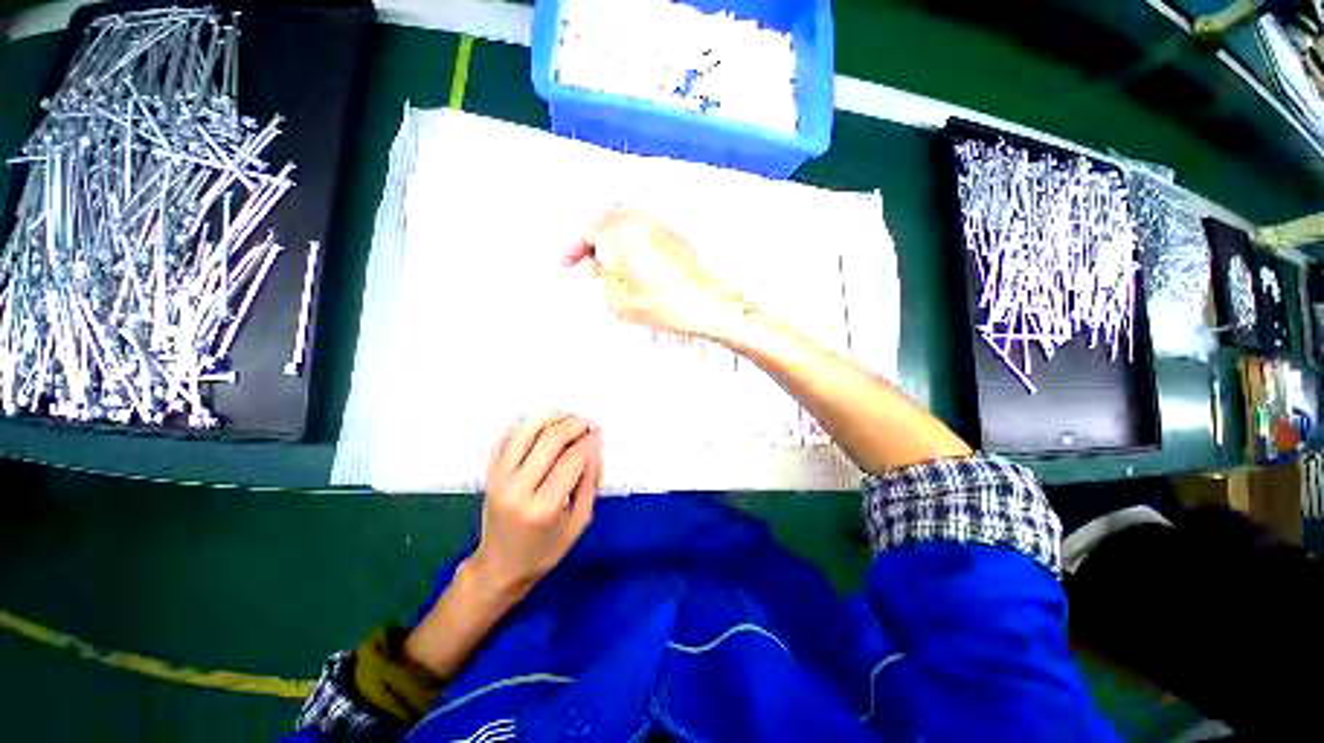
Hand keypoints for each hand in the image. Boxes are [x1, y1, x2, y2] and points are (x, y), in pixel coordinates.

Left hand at [469, 413, 602, 598]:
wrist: (500, 566)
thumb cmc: (545, 550)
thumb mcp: (580, 522)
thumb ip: (590, 482)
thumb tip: (595, 447)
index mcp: (544, 507)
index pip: (572, 459)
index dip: (589, 440)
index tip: (600, 431)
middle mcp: (518, 489)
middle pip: (550, 440)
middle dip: (574, 424)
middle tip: (588, 421)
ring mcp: (499, 479)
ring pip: (525, 431)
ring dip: (550, 418)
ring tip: (568, 417)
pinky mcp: (489, 474)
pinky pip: (505, 438)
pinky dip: (525, 424)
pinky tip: (543, 423)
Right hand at [565, 207, 746, 338]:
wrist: (708, 306)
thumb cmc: (668, 304)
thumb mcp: (621, 301)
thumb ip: (601, 282)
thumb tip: (598, 271)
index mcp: (623, 231)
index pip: (586, 230)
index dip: (572, 249)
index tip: (566, 265)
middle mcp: (641, 221)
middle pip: (605, 220)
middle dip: (591, 242)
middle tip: (586, 265)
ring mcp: (660, 227)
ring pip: (624, 224)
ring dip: (610, 242)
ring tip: (608, 270)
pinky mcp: (674, 238)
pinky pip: (642, 232)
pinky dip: (629, 244)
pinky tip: (632, 268)